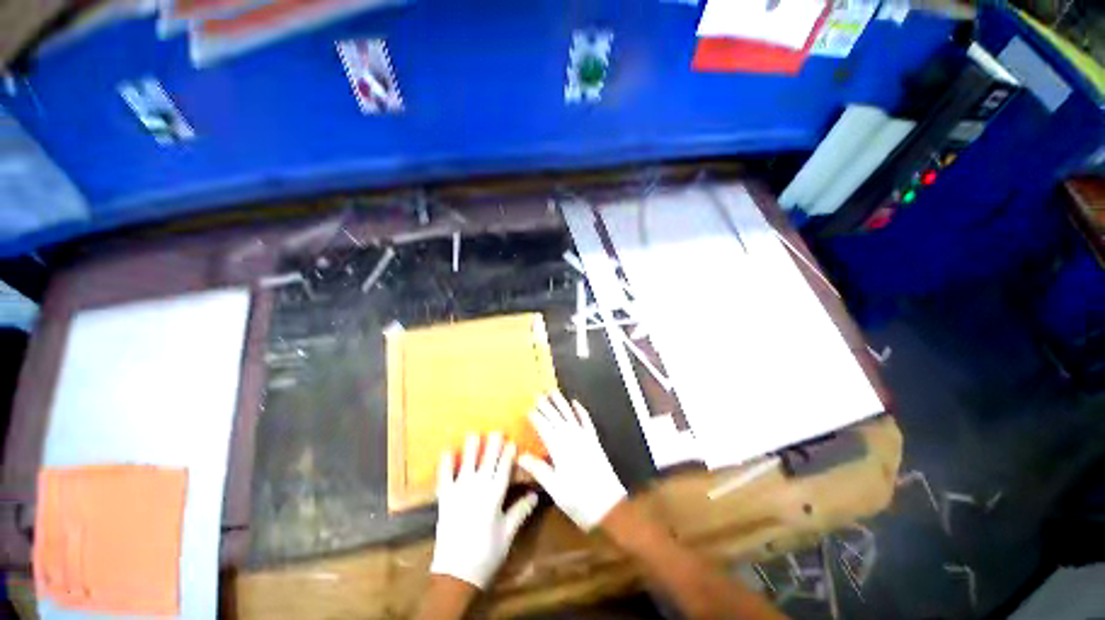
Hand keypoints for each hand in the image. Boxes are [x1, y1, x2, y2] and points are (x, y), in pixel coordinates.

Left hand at [430, 432, 538, 588]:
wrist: (456, 574)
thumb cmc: (486, 553)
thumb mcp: (508, 533)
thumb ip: (520, 511)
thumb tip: (535, 495)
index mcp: (495, 495)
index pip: (504, 469)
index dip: (508, 454)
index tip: (512, 442)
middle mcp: (478, 488)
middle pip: (488, 461)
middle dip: (493, 445)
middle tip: (496, 430)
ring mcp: (460, 492)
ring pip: (468, 464)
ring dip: (471, 448)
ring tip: (474, 433)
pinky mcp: (445, 499)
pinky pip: (445, 477)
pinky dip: (446, 464)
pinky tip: (447, 451)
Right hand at [518, 393, 626, 530]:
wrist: (608, 506)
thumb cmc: (577, 499)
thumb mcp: (554, 488)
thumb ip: (538, 469)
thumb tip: (520, 456)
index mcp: (559, 448)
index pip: (544, 428)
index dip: (535, 418)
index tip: (527, 409)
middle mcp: (571, 437)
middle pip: (556, 417)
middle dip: (546, 405)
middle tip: (538, 394)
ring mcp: (584, 437)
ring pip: (570, 414)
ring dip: (561, 402)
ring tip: (553, 391)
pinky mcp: (594, 440)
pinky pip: (586, 420)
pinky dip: (580, 410)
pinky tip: (575, 402)